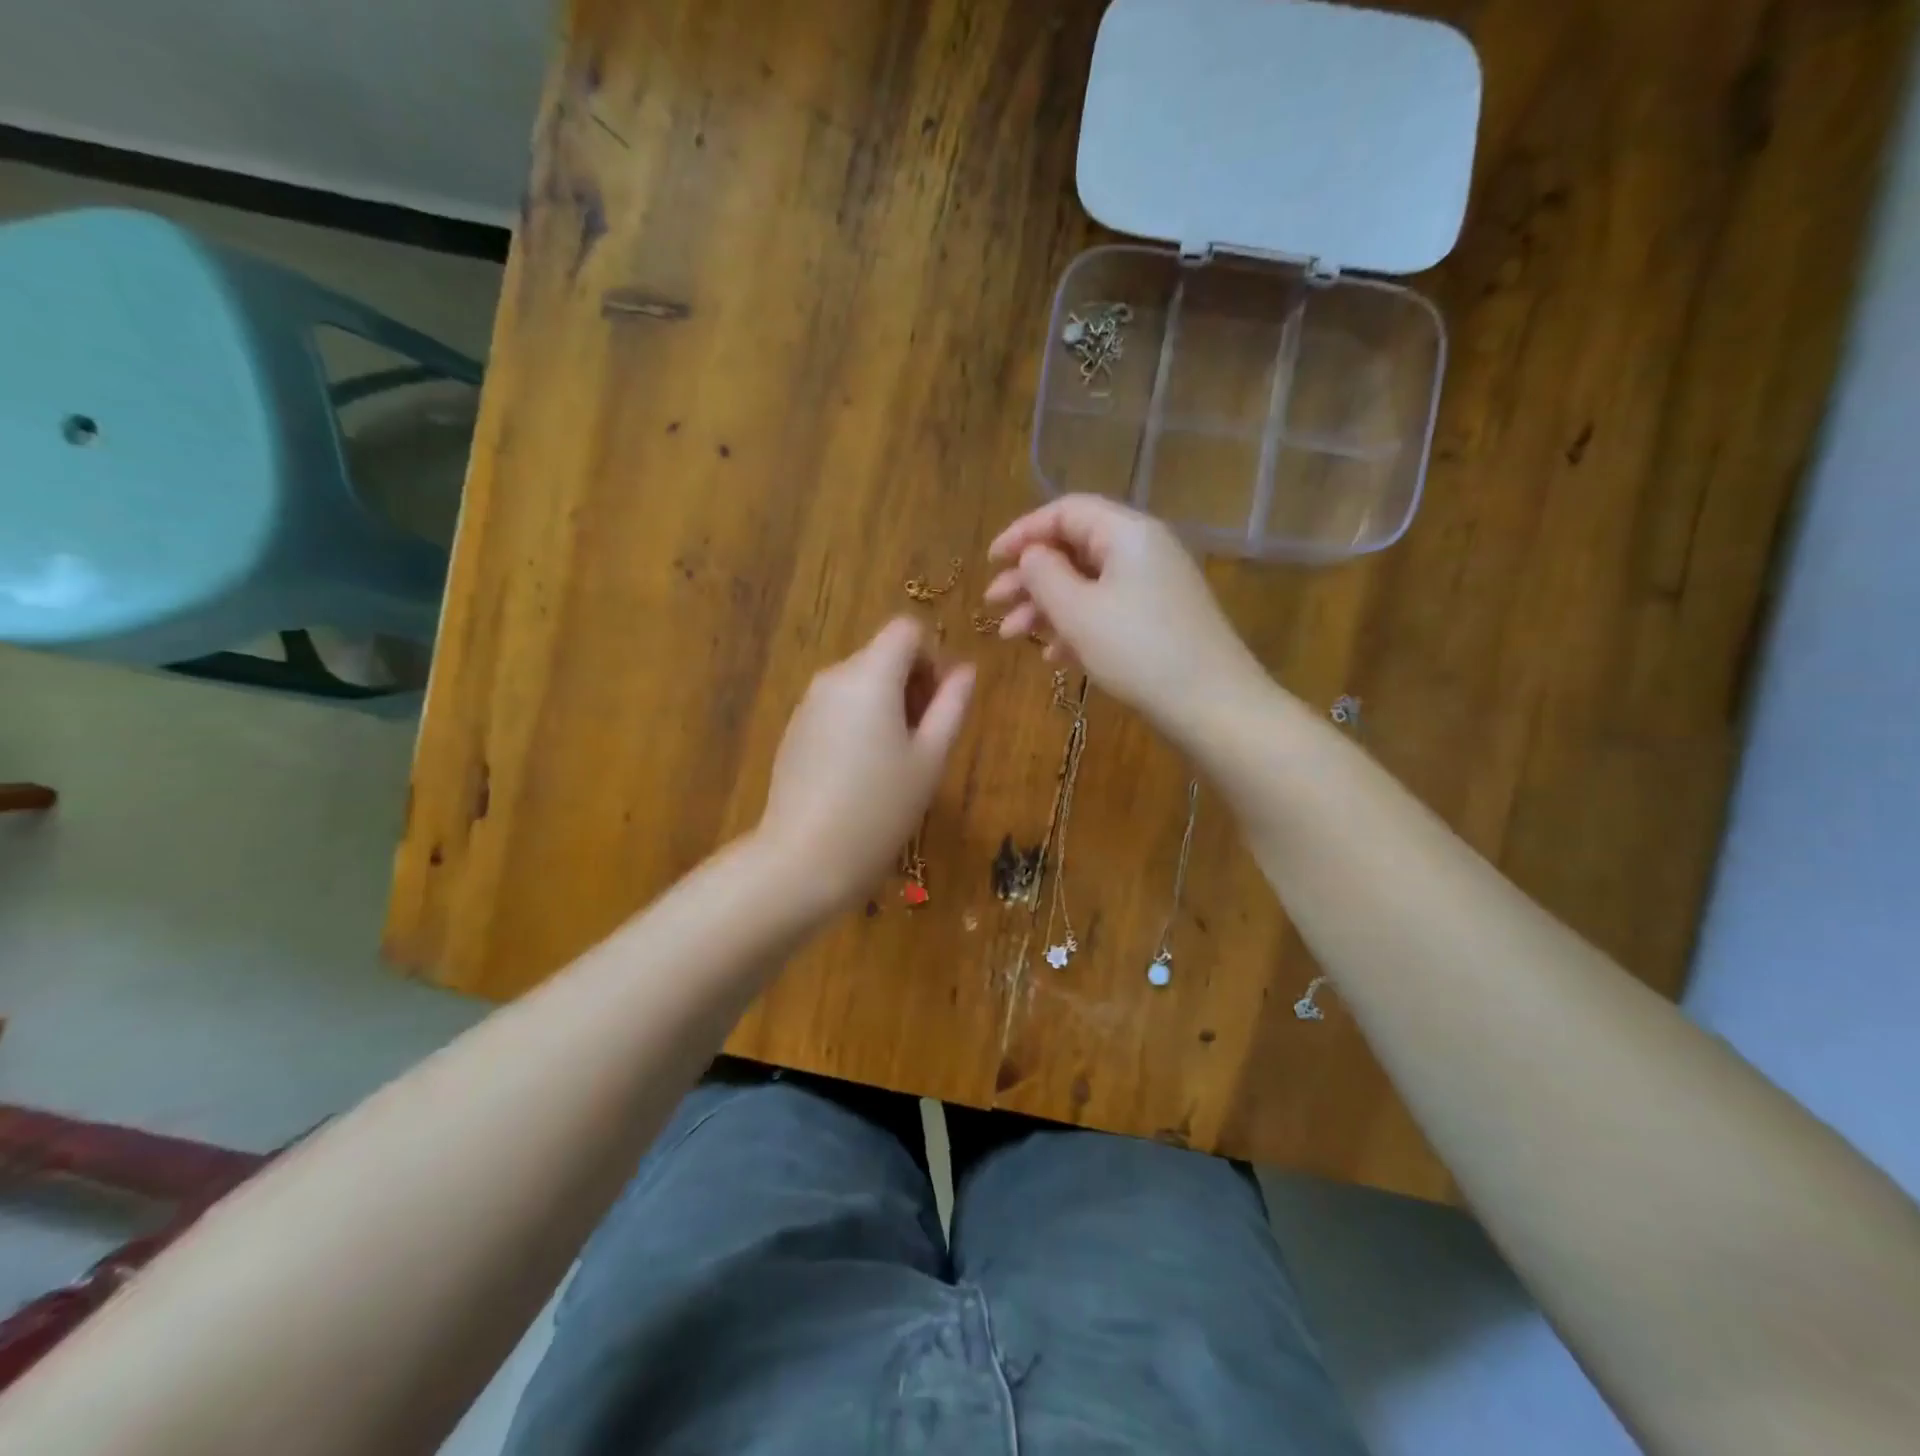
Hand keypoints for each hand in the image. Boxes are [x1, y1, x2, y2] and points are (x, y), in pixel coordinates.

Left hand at [756, 617, 974, 912]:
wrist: (804, 859)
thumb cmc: (880, 809)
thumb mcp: (930, 759)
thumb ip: (951, 706)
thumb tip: (965, 670)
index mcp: (870, 676)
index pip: (906, 630)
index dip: (932, 657)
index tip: (939, 704)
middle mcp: (834, 678)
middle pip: (882, 655)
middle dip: (912, 684)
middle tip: (926, 740)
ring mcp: (808, 704)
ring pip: (860, 683)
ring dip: (886, 705)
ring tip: (897, 762)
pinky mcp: (795, 731)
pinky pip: (837, 707)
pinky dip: (858, 722)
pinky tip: (863, 773)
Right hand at [985, 495, 1260, 735]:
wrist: (1212, 706)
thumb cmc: (1138, 651)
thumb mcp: (1078, 611)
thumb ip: (1043, 575)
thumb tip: (1031, 555)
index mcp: (1127, 533)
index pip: (1066, 512)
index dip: (1022, 532)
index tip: (991, 561)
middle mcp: (1143, 551)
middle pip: (1074, 549)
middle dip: (1029, 577)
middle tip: (993, 605)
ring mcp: (1154, 587)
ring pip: (1087, 584)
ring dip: (1046, 607)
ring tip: (1012, 637)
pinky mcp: (1159, 621)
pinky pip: (1107, 611)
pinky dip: (1075, 627)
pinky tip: (1053, 657)